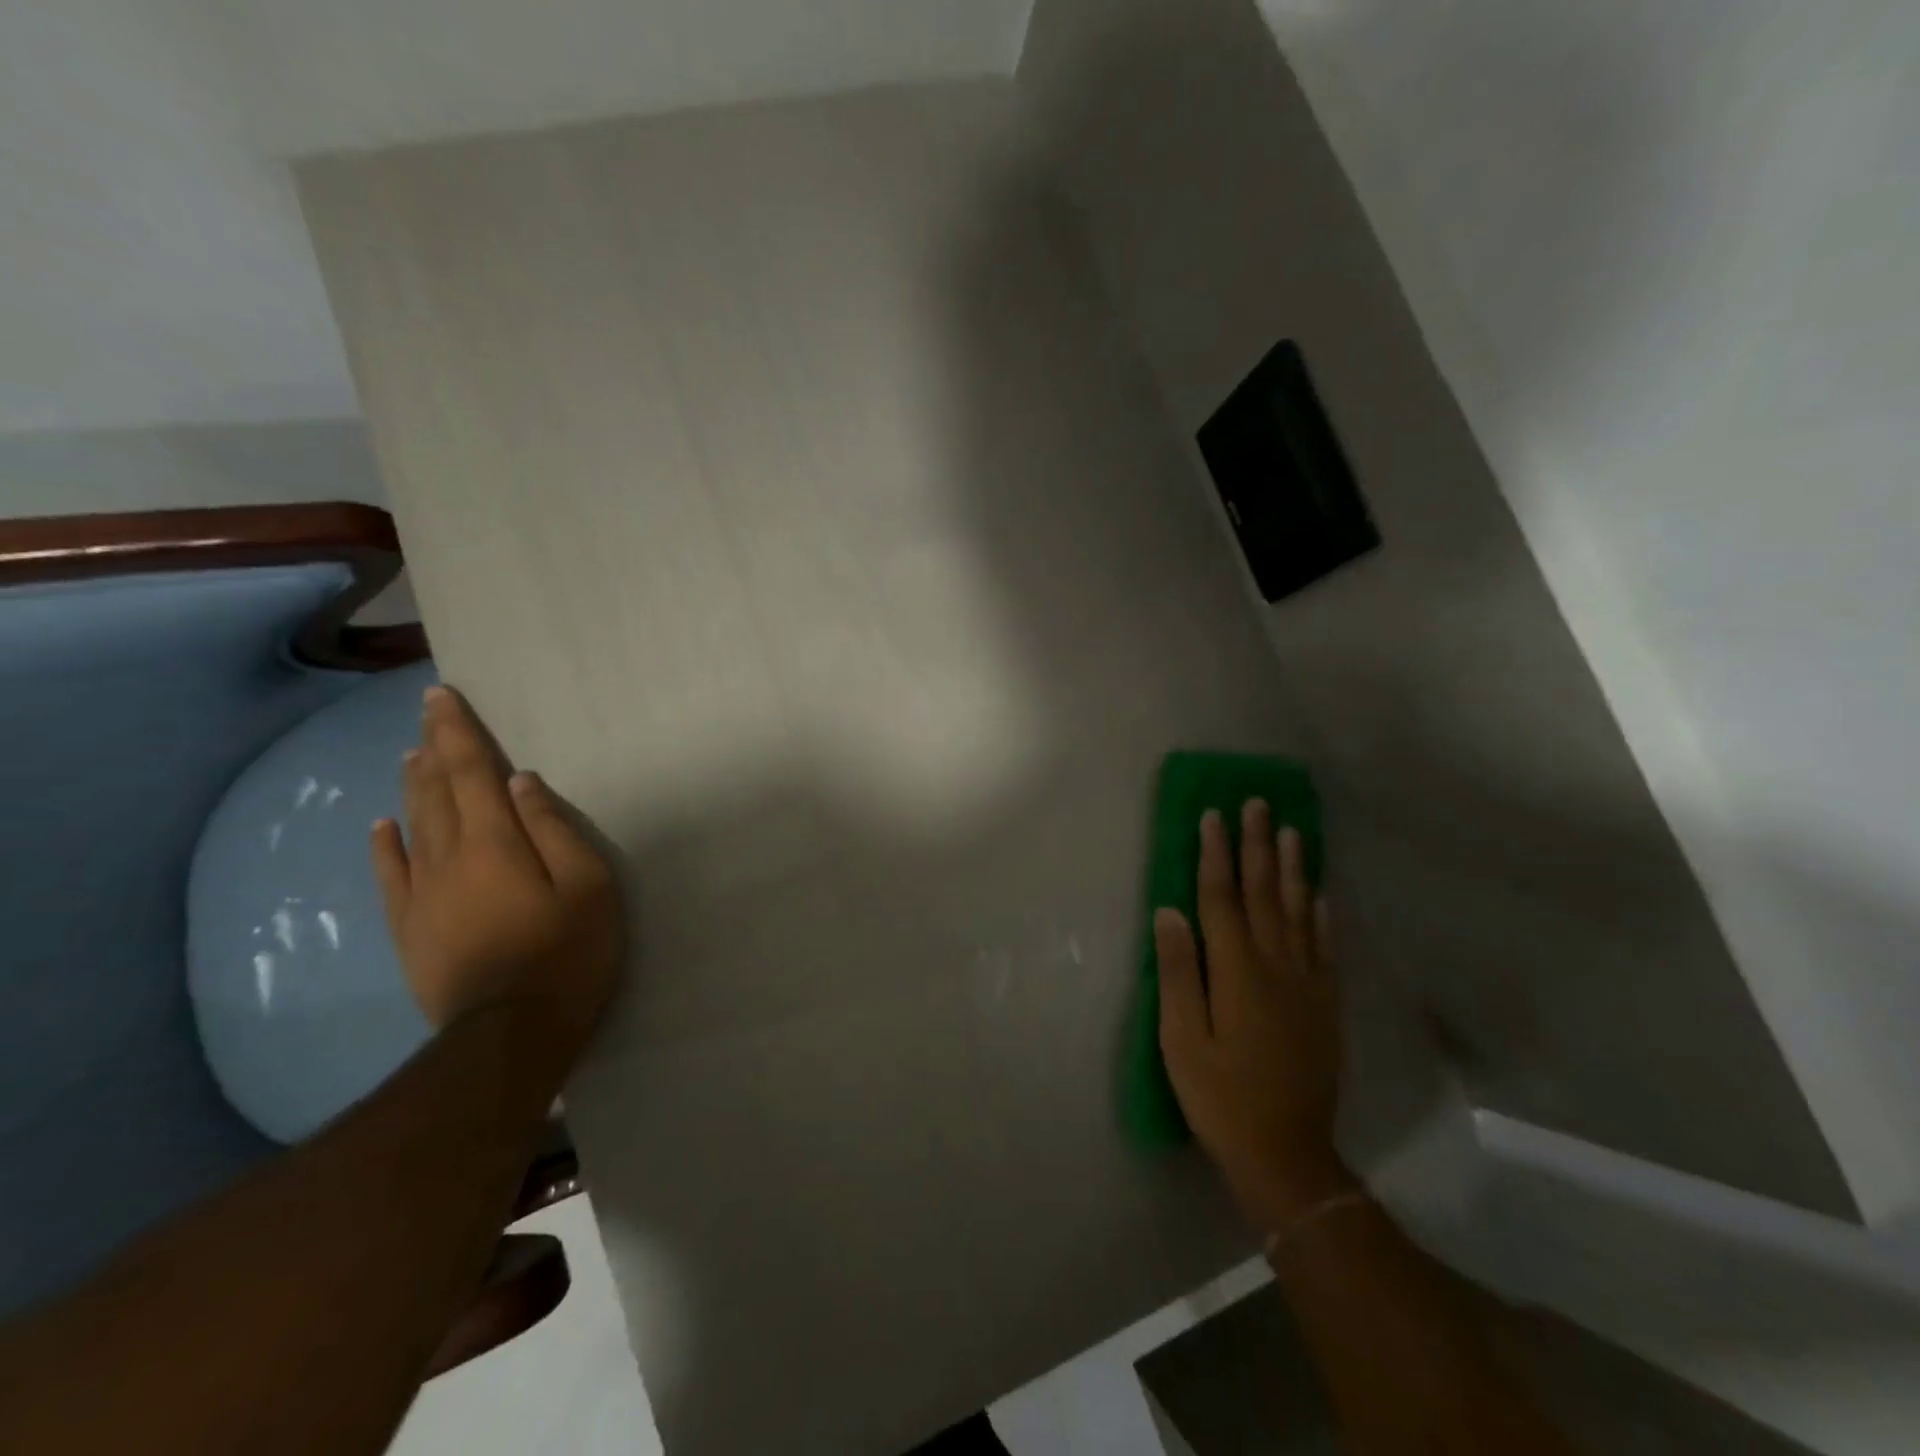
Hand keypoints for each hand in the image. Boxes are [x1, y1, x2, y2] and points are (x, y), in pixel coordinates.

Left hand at [371, 684, 623, 1068]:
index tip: (442, 697)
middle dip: (432, 747)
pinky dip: (386, 843)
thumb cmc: (567, 952)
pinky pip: (391, 874)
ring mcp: (421, 894)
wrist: (511, 1033)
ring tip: (412, 754)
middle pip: (435, 791)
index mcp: (495, 842)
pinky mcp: (410, 927)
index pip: (470, 773)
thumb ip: (554, 829)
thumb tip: (521, 782)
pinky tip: (383, 825)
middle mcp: (448, 857)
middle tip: (428, 713)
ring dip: (413, 785)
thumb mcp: (588, 885)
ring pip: (412, 825)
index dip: (457, 733)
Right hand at [1156, 799, 1354, 1229]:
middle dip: (1257, 846)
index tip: (1213, 815)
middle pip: (1264, 894)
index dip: (1216, 855)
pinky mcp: (1325, 1005)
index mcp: (1236, 971)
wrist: (1287, 1153)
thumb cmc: (1220, 1096)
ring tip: (1291, 831)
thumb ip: (1177, 972)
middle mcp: (1276, 966)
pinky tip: (1322, 895)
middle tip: (1257, 803)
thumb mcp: (1181, 1039)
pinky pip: (1326, 948)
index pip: (1222, 898)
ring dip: (1293, 869)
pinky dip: (1323, 916)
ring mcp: (1307, 984)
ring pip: (1299, 912)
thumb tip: (1170, 912)